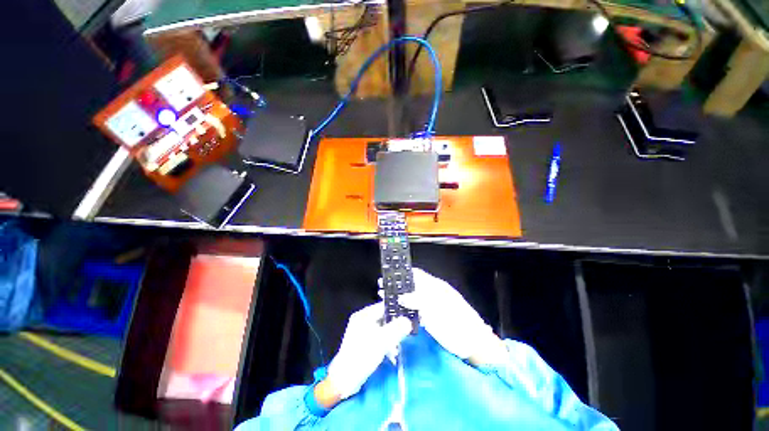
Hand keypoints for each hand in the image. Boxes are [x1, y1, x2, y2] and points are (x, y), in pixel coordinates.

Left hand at [323, 302, 411, 400]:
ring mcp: (361, 332)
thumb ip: (396, 329)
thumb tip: (408, 320)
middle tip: (406, 332)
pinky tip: (391, 353)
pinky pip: (378, 338)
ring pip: (382, 329)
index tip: (409, 316)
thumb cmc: (362, 355)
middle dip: (395, 326)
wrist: (345, 379)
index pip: (383, 306)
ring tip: (398, 347)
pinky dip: (386, 343)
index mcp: (364, 315)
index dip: (396, 310)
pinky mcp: (363, 343)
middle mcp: (362, 320)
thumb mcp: (382, 340)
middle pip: (383, 318)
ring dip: (391, 336)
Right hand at [385, 268, 506, 365]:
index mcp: (435, 286)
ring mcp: (431, 306)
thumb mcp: (438, 308)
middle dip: (397, 285)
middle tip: (382, 287)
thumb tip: (402, 297)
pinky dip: (404, 309)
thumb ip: (419, 300)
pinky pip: (414, 310)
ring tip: (384, 298)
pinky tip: (396, 311)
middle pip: (412, 286)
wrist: (473, 344)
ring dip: (399, 297)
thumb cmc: (457, 322)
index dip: (403, 273)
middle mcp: (432, 294)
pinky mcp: (430, 319)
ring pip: (411, 298)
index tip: (389, 274)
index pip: (417, 275)